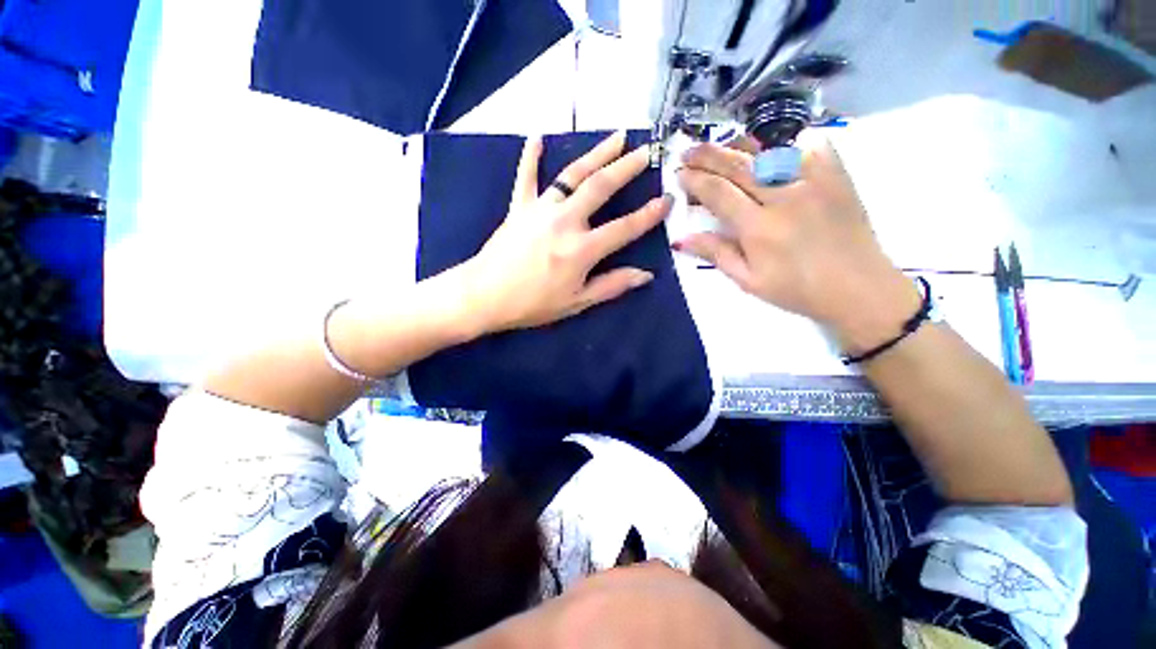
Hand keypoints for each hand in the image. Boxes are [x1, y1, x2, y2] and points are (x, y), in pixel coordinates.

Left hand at [454, 132, 671, 334]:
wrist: (484, 296)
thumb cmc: (533, 304)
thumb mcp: (577, 302)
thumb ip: (611, 286)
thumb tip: (645, 276)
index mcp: (582, 249)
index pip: (624, 228)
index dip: (649, 215)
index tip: (667, 199)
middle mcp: (565, 221)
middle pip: (601, 187)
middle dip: (627, 167)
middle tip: (646, 150)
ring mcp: (541, 209)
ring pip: (572, 174)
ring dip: (596, 153)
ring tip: (616, 136)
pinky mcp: (519, 207)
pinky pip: (526, 177)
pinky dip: (531, 156)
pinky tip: (538, 136)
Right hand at [675, 131, 919, 352]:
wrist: (858, 287)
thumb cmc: (797, 290)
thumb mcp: (749, 280)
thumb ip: (716, 254)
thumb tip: (681, 239)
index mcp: (759, 227)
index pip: (719, 193)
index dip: (696, 180)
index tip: (679, 174)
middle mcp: (784, 197)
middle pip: (739, 166)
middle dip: (709, 156)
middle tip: (688, 150)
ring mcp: (814, 182)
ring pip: (770, 152)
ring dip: (740, 147)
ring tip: (721, 146)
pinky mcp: (837, 177)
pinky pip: (811, 147)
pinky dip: (791, 143)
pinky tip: (777, 147)